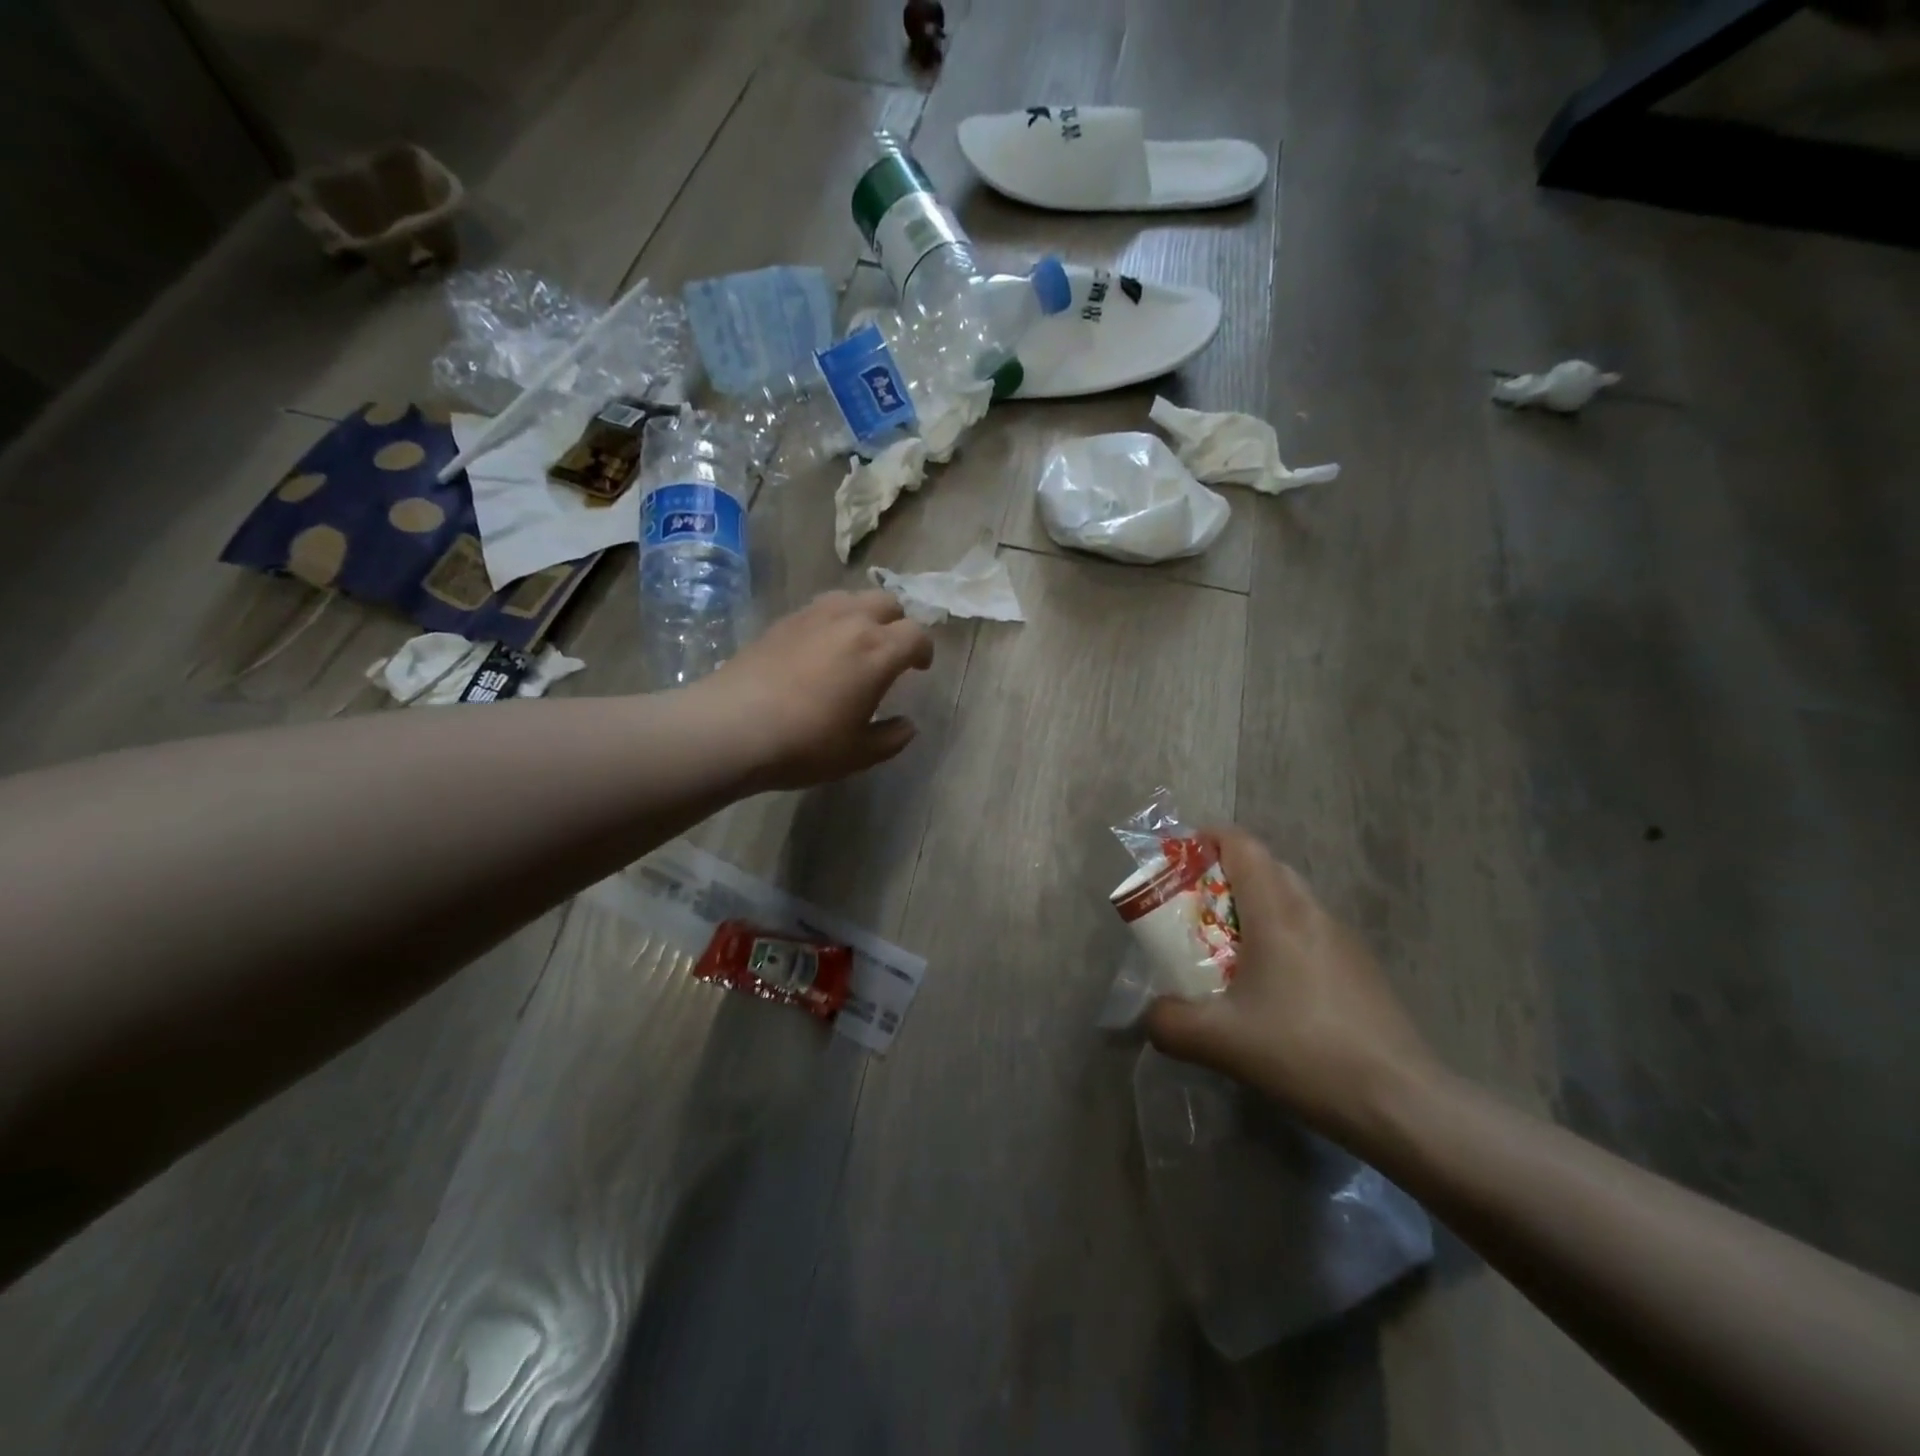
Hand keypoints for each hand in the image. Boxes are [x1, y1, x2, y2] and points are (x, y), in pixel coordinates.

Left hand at [699, 590, 933, 790]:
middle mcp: (850, 622)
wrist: (732, 728)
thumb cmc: (805, 744)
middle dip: (897, 623)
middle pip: (887, 603)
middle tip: (890, 651)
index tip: (919, 668)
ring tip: (856, 643)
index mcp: (878, 651)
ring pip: (852, 597)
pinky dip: (832, 619)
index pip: (916, 634)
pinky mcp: (782, 620)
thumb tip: (907, 726)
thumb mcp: (858, 754)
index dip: (924, 650)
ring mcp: (813, 616)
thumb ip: (891, 738)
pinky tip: (819, 647)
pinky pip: (820, 607)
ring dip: (864, 614)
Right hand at [1145, 828, 1441, 1137]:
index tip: (1177, 859)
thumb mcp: (1219, 1041)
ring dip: (1253, 910)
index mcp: (1278, 912)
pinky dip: (1279, 939)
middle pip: (1264, 868)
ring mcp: (1343, 940)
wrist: (1402, 1104)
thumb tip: (1152, 1014)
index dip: (1207, 839)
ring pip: (1289, 901)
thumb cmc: (1304, 1054)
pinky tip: (1271, 991)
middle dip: (1223, 877)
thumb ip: (1169, 1022)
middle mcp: (1312, 912)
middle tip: (1191, 911)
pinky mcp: (1361, 969)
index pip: (1242, 844)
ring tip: (1225, 953)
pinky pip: (1309, 932)